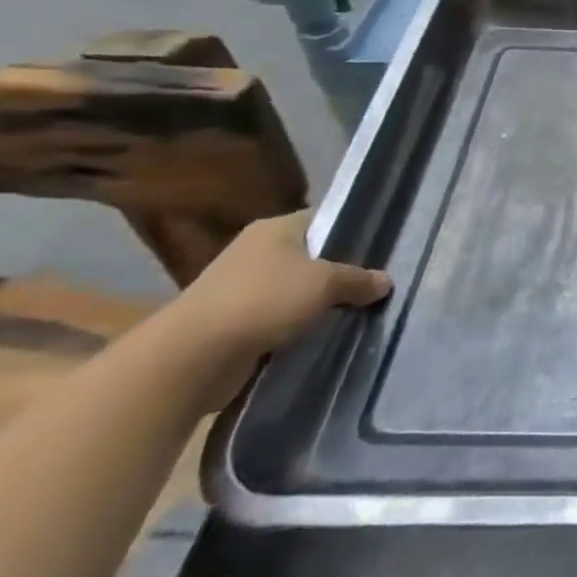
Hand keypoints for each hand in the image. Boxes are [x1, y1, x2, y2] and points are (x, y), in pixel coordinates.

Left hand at [170, 211, 389, 388]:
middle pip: (311, 256)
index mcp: (275, 228)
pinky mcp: (233, 321)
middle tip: (373, 285)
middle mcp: (256, 251)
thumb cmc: (263, 301)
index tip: (379, 251)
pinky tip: (321, 335)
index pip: (324, 219)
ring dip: (318, 303)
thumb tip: (385, 281)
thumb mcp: (325, 284)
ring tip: (354, 313)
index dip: (352, 232)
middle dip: (339, 272)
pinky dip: (297, 326)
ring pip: (295, 289)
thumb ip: (358, 279)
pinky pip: (278, 317)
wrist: (191, 357)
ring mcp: (241, 287)